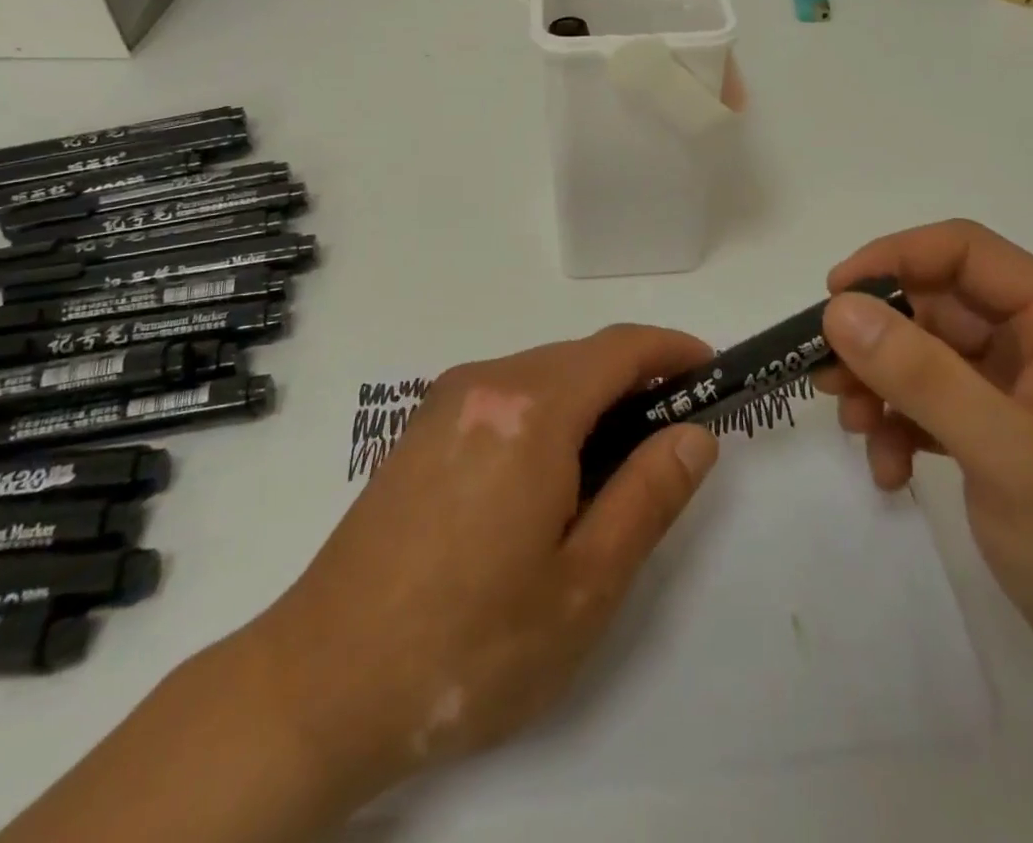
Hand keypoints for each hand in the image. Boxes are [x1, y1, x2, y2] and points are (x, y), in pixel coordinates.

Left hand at [243, 325, 719, 814]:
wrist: (321, 682)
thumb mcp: (584, 585)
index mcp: (530, 410)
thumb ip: (648, 497)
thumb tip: (694, 435)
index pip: (619, 350)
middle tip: (670, 439)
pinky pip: (504, 395)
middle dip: (634, 382)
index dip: (672, 350)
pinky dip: (546, 412)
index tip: (710, 370)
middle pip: (579, 358)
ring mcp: (444, 401)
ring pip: (541, 375)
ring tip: (612, 469)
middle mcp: (484, 382)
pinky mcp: (420, 427)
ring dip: (589, 400)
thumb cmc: (469, 643)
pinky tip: (546, 478)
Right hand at [816, 219, 1032, 698]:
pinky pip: (938, 405)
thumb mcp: (1006, 452)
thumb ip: (921, 374)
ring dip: (882, 388)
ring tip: (855, 430)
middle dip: (877, 340)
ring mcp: (1026, 390)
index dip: (891, 259)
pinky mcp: (1009, 434)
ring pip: (928, 356)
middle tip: (827, 380)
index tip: (832, 298)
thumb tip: (840, 308)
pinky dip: (904, 428)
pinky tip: (891, 471)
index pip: (962, 251)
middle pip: (936, 306)